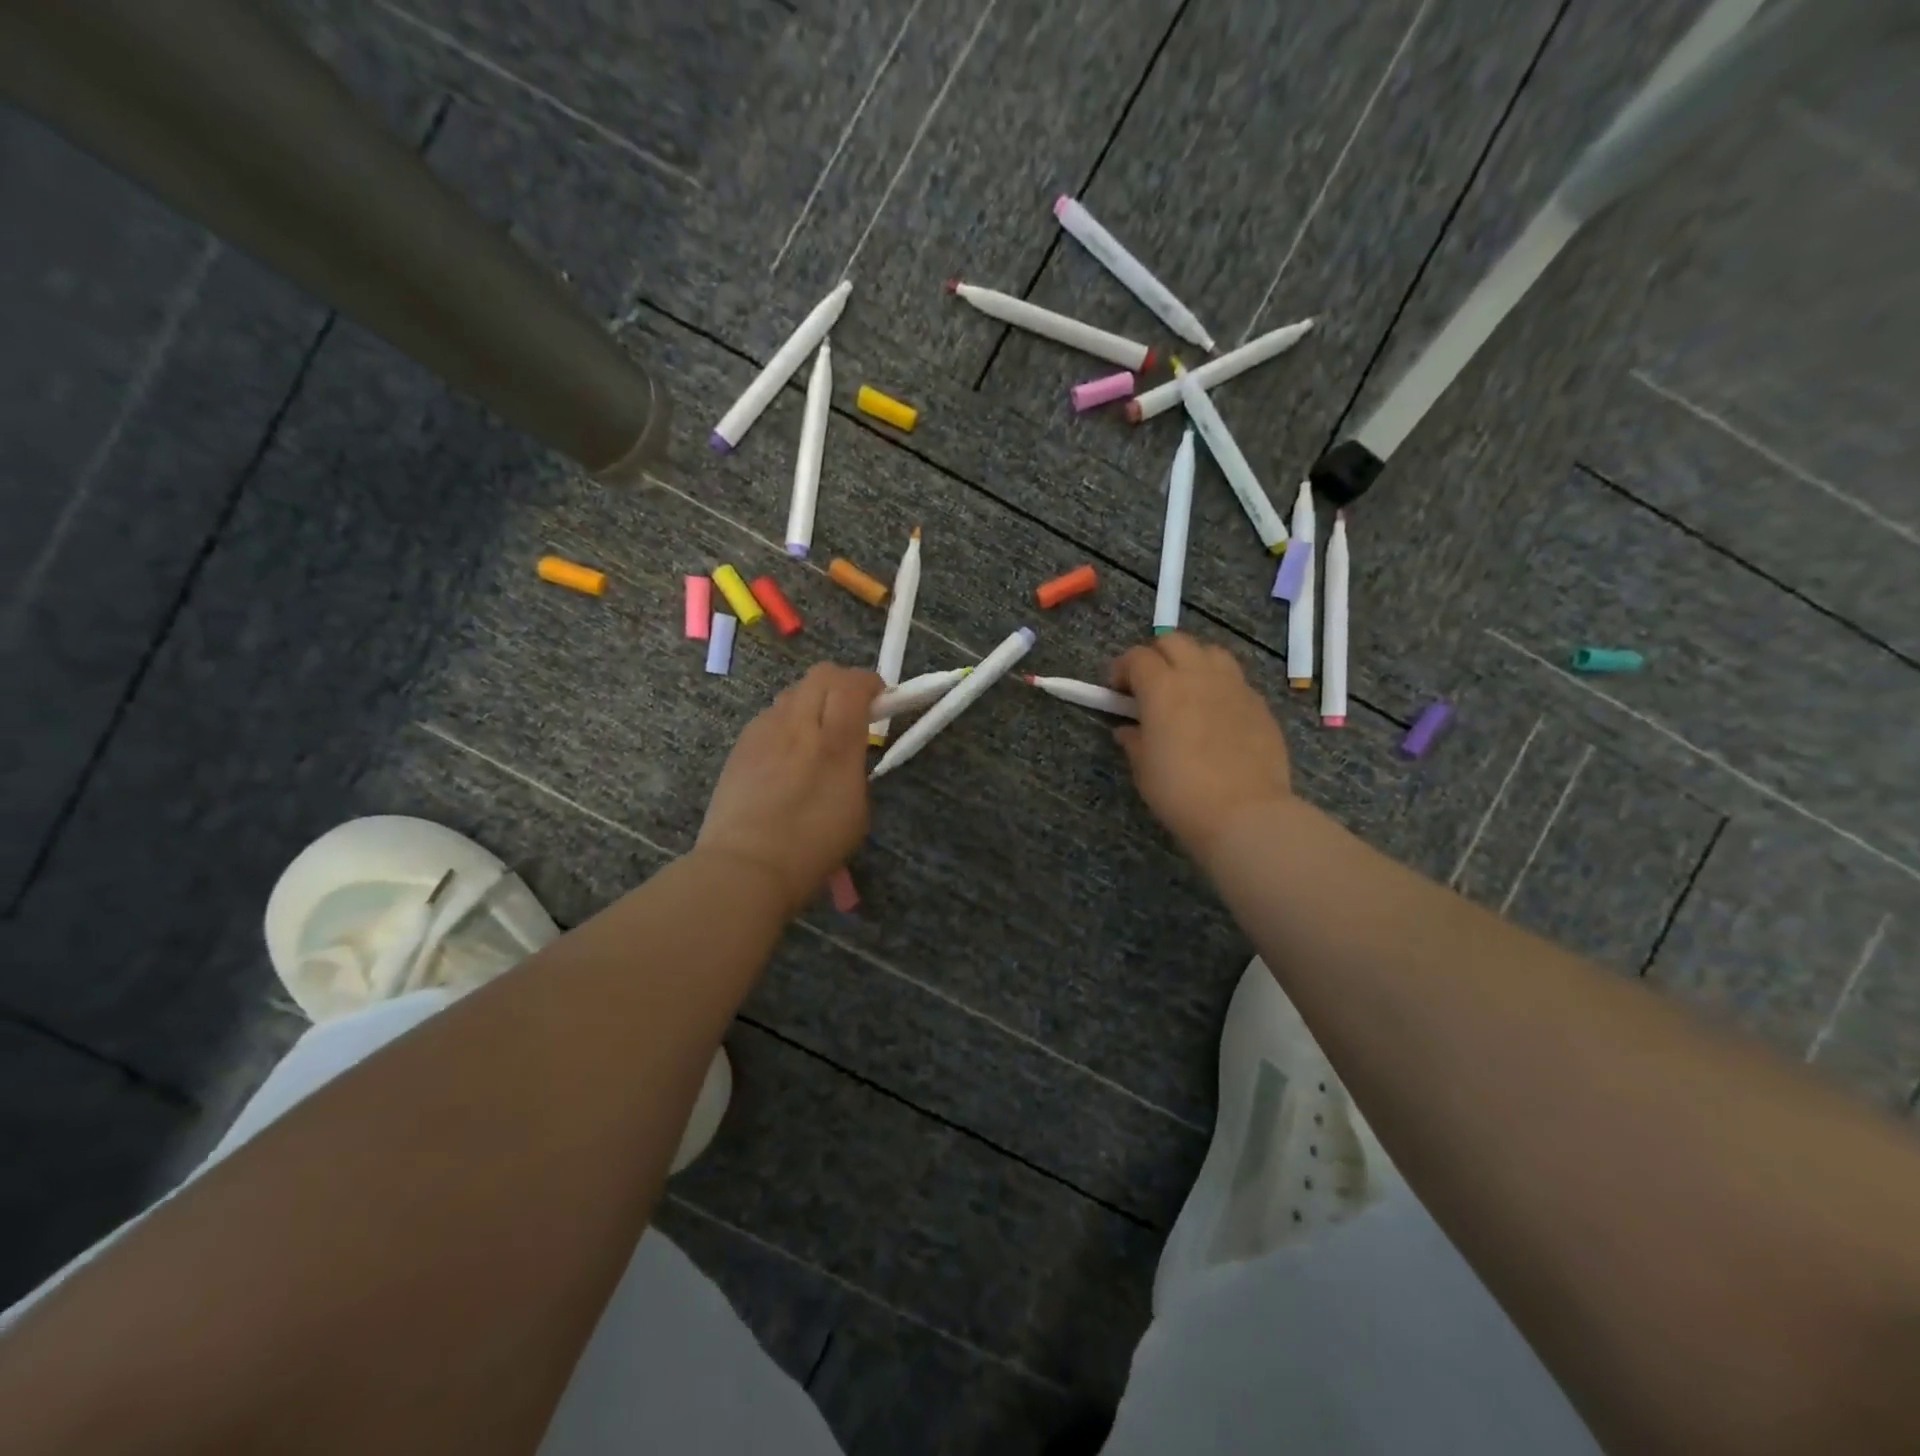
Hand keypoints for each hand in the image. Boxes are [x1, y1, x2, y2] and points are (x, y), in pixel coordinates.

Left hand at [696, 663, 882, 915]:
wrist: (745, 866)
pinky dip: (787, 723)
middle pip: (822, 675)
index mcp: (835, 742)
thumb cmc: (812, 848)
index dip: (870, 684)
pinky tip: (786, 757)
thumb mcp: (856, 809)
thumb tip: (849, 747)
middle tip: (851, 711)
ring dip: (812, 702)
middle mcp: (798, 725)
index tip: (879, 701)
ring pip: (793, 693)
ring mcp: (764, 730)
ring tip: (816, 736)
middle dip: (842, 684)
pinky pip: (771, 717)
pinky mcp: (741, 744)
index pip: (854, 683)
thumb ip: (854, 765)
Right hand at [1111, 633, 1292, 863]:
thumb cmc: (1181, 792)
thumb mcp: (1143, 769)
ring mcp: (1234, 686)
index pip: (1137, 657)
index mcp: (1163, 688)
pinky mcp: (1259, 704)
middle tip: (1148, 685)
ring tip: (1186, 691)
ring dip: (1192, 662)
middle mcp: (1199, 676)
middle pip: (1174, 641)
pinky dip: (1218, 687)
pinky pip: (1235, 680)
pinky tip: (1215, 716)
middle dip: (1156, 655)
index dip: (1122, 669)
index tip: (1117, 691)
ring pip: (1210, 652)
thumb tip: (1129, 729)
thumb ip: (1134, 740)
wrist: (1244, 813)